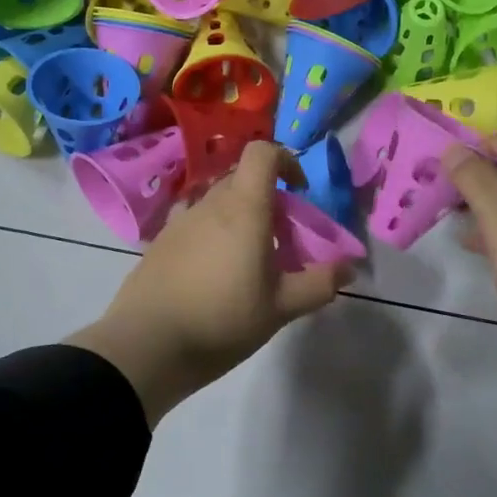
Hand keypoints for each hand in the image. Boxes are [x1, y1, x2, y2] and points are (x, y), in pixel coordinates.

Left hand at [66, 142, 355, 426]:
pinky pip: (194, 223)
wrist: (147, 344)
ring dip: (237, 216)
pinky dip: (212, 233)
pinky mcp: (159, 242)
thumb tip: (349, 268)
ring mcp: (179, 221)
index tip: (299, 190)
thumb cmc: (222, 319)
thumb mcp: (280, 307)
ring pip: (216, 202)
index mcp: (243, 208)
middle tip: (280, 236)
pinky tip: (214, 273)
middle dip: (266, 197)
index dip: (285, 160)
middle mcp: (209, 204)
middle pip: (241, 178)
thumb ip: (319, 284)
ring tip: (248, 259)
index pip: (262, 152)